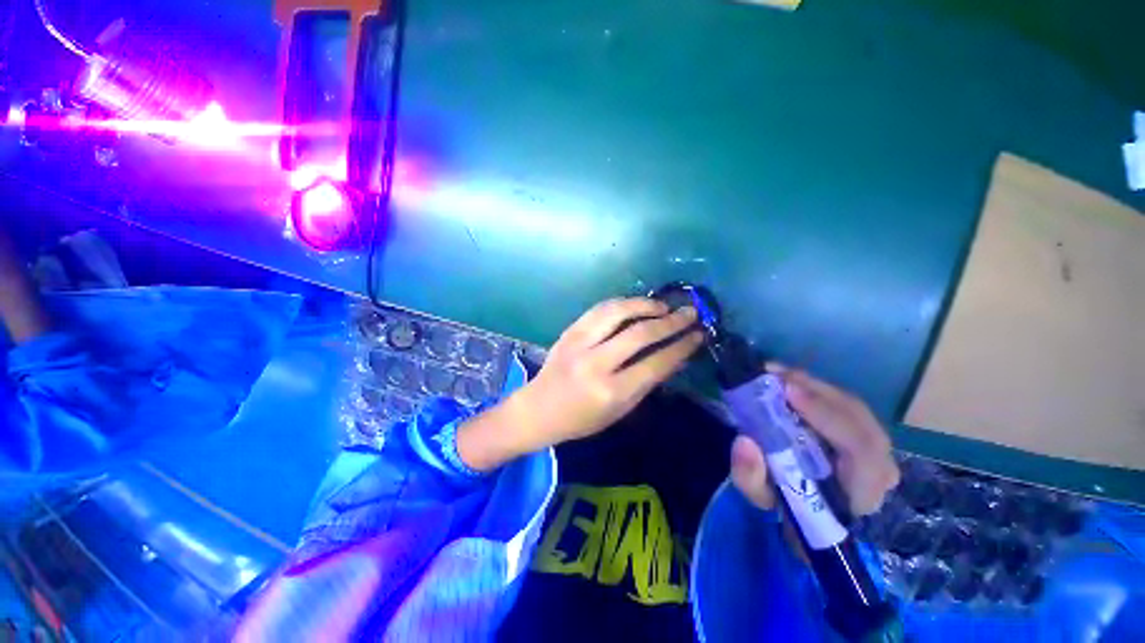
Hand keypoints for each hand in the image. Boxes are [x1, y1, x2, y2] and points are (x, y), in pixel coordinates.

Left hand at [457, 297, 702, 470]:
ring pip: (618, 312)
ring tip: (663, 306)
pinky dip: (622, 303)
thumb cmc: (581, 418)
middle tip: (690, 313)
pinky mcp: (569, 331)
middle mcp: (596, 364)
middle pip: (640, 334)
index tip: (698, 335)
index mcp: (611, 392)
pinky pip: (600, 309)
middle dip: (671, 321)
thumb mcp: (619, 410)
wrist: (538, 408)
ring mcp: (579, 343)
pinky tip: (635, 305)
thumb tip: (673, 355)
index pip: (655, 364)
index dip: (681, 347)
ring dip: (645, 305)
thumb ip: (646, 382)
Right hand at [730, 364, 899, 516]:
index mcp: (862, 491)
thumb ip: (751, 476)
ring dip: (811, 385)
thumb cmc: (789, 505)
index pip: (861, 449)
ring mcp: (876, 445)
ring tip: (774, 373)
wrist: (812, 509)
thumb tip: (743, 441)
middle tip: (773, 375)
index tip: (788, 393)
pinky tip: (786, 379)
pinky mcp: (863, 430)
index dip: (827, 416)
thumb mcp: (762, 498)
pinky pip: (843, 401)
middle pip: (858, 417)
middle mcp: (880, 464)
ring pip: (849, 404)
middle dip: (813, 391)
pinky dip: (813, 387)